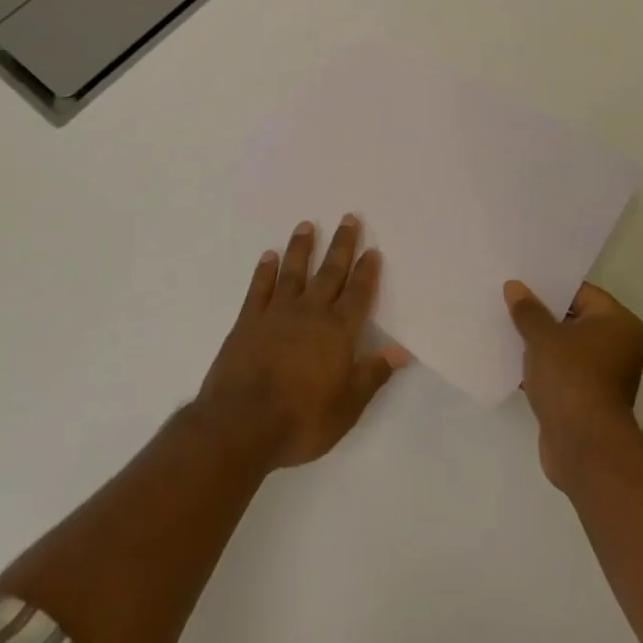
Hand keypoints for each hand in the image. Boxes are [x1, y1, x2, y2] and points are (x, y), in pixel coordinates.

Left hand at [199, 216, 409, 469]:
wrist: (241, 424)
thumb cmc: (301, 420)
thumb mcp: (347, 407)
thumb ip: (372, 374)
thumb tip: (400, 351)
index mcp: (338, 331)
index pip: (358, 294)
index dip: (367, 271)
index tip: (372, 249)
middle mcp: (310, 313)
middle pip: (330, 272)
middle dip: (341, 246)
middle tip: (348, 218)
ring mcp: (276, 313)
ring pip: (293, 272)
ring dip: (301, 248)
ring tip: (306, 225)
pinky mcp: (248, 321)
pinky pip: (259, 288)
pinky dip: (264, 270)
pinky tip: (268, 256)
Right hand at [505, 280, 642, 490]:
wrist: (584, 447)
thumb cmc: (571, 378)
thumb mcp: (543, 337)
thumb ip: (528, 310)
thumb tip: (515, 287)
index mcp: (618, 323)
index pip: (580, 292)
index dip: (549, 286)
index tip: (521, 281)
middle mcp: (618, 346)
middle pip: (573, 320)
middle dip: (541, 314)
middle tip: (508, 301)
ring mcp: (604, 375)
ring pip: (565, 348)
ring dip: (539, 343)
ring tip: (505, 328)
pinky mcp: (587, 400)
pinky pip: (561, 373)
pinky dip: (541, 368)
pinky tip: (511, 361)